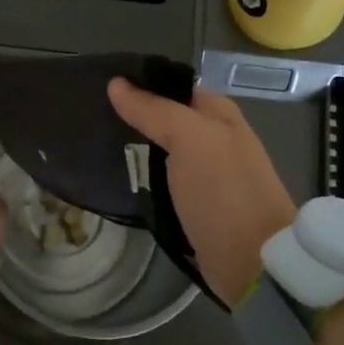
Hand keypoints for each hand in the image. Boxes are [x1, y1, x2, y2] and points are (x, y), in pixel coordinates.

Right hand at [107, 78, 297, 307]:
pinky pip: (163, 181)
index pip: (174, 86)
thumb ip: (154, 110)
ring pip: (163, 150)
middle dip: (134, 116)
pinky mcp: (196, 205)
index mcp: (220, 115)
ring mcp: (207, 174)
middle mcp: (216, 139)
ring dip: (135, 148)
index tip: (102, 85)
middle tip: (91, 116)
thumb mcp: (190, 139)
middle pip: (167, 118)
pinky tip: (117, 177)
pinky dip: (143, 178)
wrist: (252, 262)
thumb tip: (116, 83)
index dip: (142, 82)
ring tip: (94, 143)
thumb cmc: (224, 191)